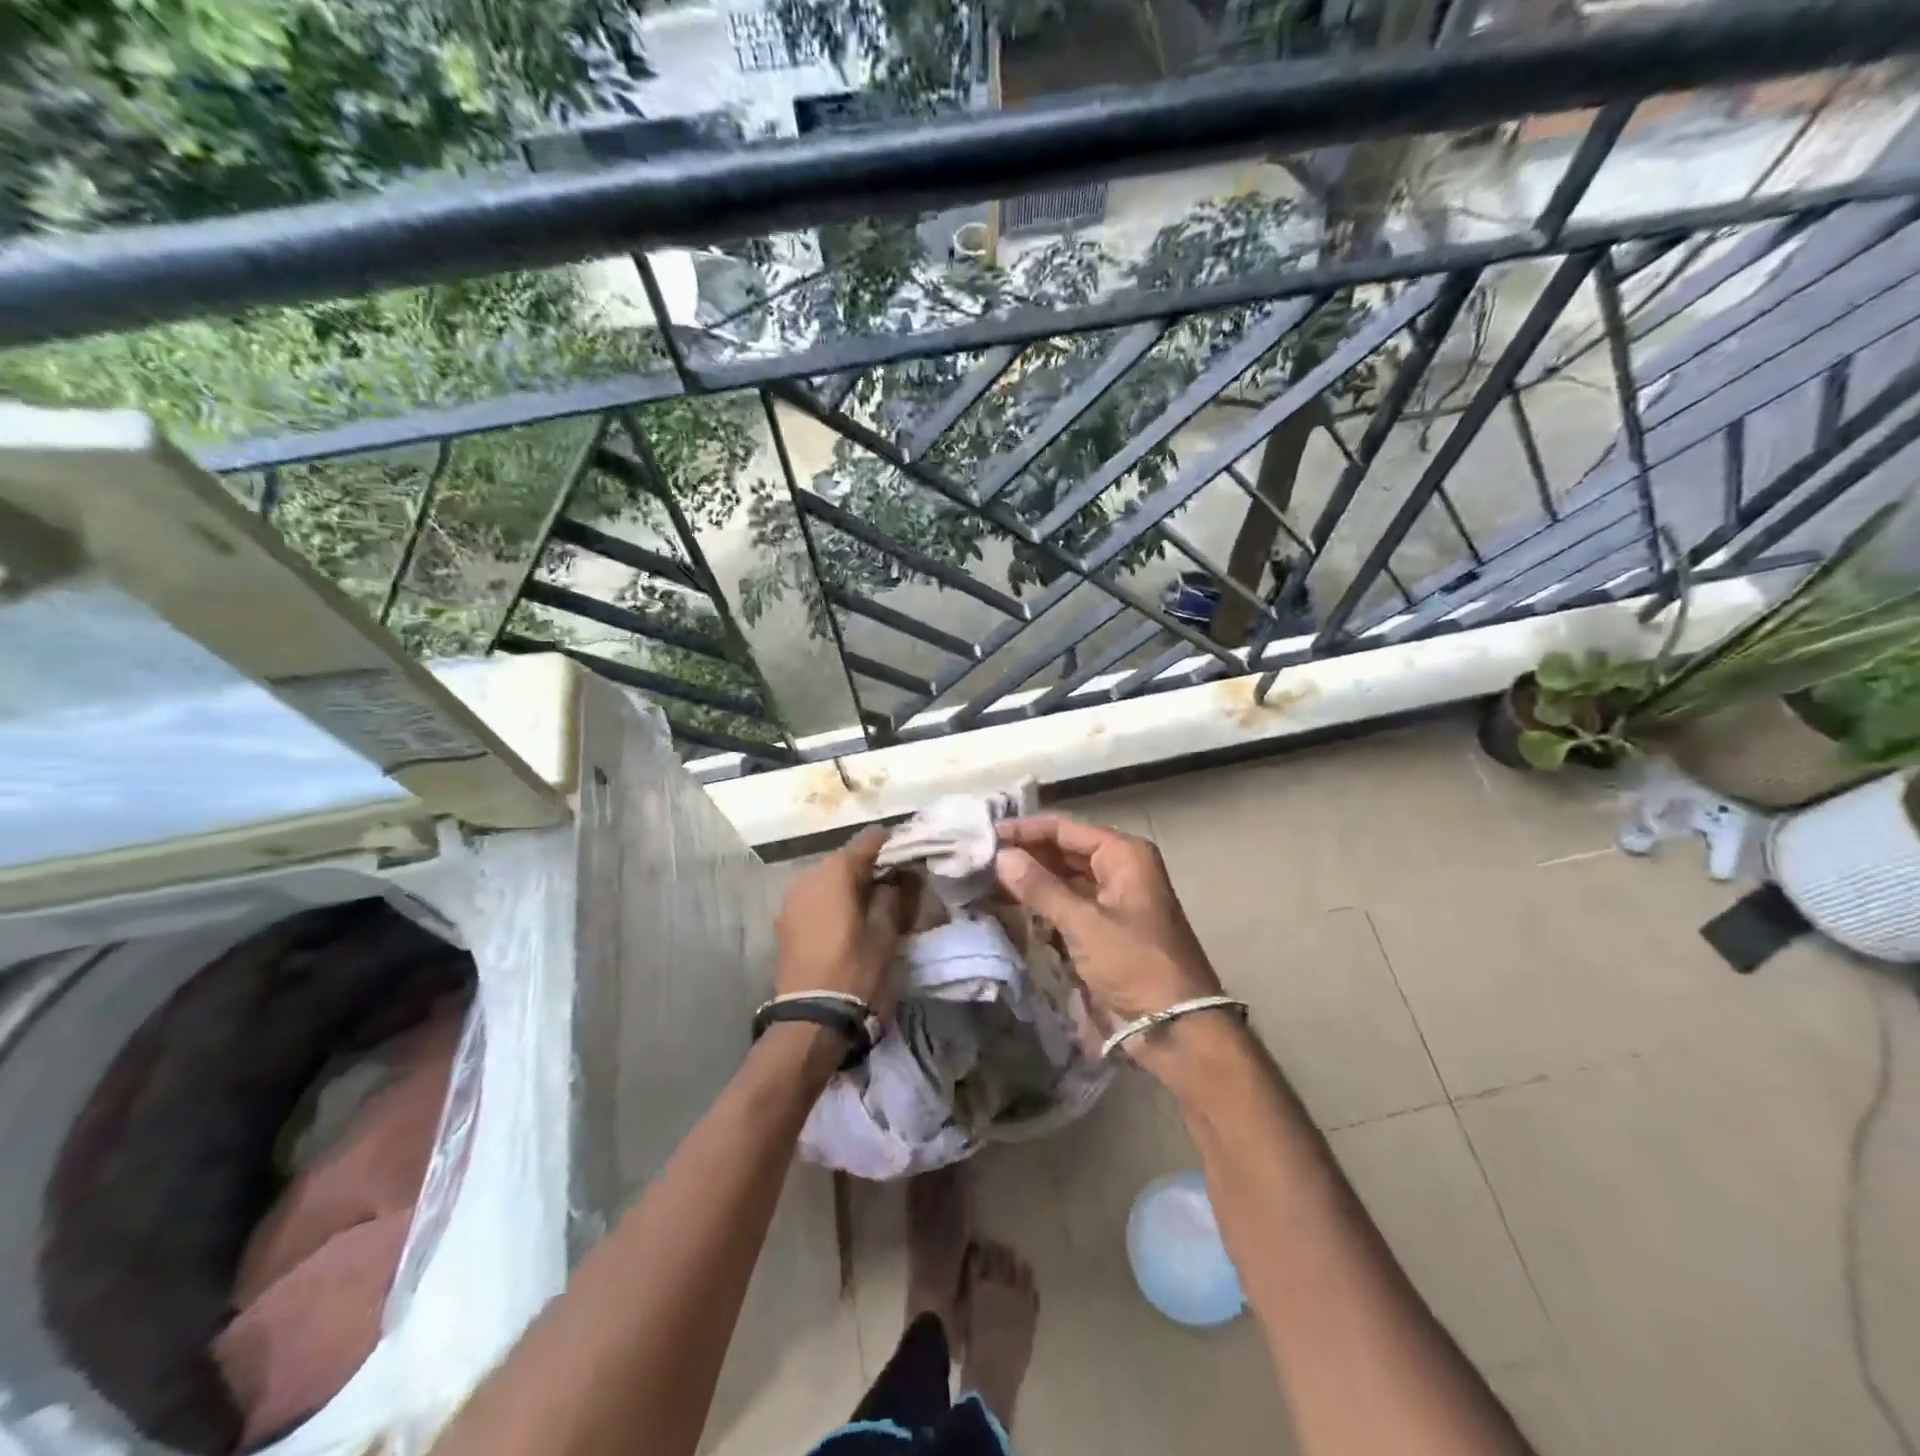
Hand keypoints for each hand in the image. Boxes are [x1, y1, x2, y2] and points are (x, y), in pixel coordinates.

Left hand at [775, 827, 914, 1014]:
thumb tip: (896, 877)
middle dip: (870, 869)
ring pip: (829, 880)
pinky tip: (849, 923)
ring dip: (850, 887)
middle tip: (896, 887)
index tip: (910, 858)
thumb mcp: (886, 933)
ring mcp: (791, 899)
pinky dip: (833, 903)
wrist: (812, 1020)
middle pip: (846, 860)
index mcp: (835, 871)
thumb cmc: (856, 971)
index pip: (869, 840)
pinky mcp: (784, 922)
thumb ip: (893, 895)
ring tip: (874, 908)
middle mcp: (808, 876)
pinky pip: (815, 900)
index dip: (892, 846)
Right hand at [994, 816, 1222, 1031]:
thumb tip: (1001, 856)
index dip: (1024, 831)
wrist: (1175, 1025)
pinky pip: (1066, 905)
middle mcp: (1118, 869)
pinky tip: (1008, 906)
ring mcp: (1111, 900)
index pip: (1064, 830)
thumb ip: (1040, 888)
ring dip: (1028, 881)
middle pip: (1062, 851)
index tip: (985, 835)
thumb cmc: (1135, 964)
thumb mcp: (1085, 923)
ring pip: (1062, 879)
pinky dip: (1040, 905)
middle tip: (978, 860)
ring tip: (984, 881)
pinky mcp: (1102, 929)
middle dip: (1024, 855)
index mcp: (1124, 855)